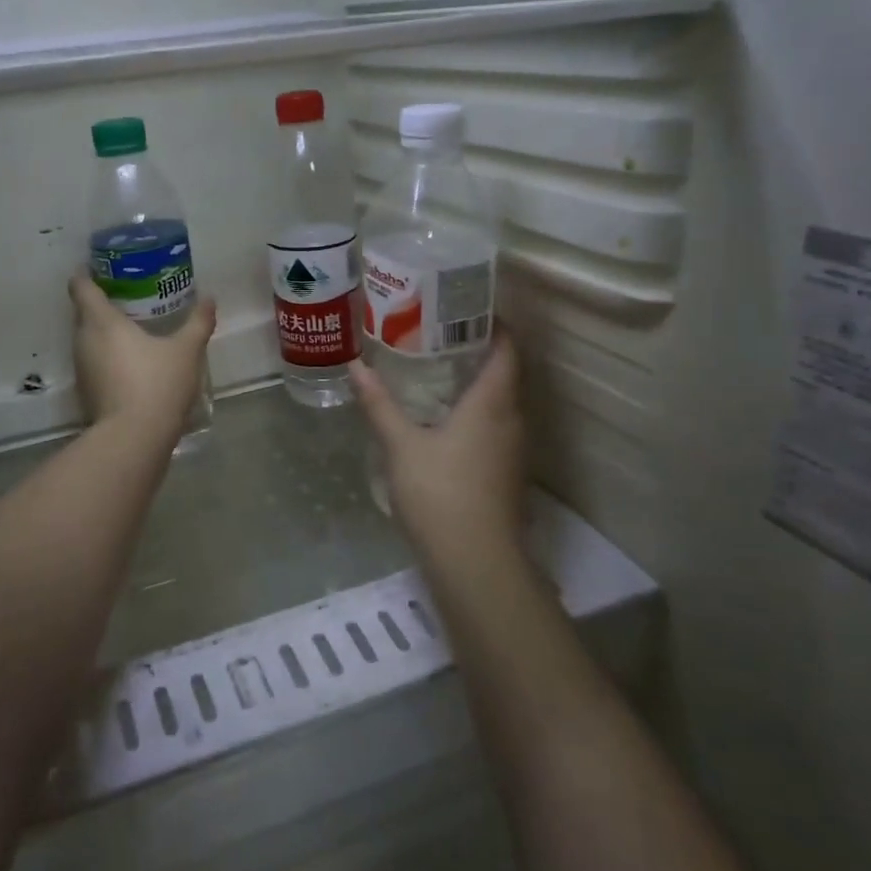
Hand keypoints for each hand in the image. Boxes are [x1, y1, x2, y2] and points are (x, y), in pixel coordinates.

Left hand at [68, 273, 216, 439]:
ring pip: (87, 339)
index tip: (101, 268)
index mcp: (101, 321)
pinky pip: (94, 362)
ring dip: (103, 332)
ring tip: (131, 327)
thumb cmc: (157, 383)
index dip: (87, 274)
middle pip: (83, 312)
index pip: (81, 287)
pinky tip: (130, 361)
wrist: (134, 438)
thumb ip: (198, 322)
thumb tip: (209, 299)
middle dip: (100, 302)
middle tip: (128, 296)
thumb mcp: (186, 350)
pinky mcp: (86, 392)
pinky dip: (107, 356)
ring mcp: (82, 369)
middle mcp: (83, 340)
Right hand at [350, 333, 527, 559]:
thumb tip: (356, 366)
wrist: (475, 561)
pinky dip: (477, 414)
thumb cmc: (439, 492)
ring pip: (501, 404)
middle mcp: (512, 420)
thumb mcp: (401, 444)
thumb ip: (379, 404)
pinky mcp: (507, 474)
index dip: (495, 325)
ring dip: (478, 385)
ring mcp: (513, 450)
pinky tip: (446, 421)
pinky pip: (496, 428)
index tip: (467, 309)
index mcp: (492, 402)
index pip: (507, 349)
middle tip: (440, 335)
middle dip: (479, 352)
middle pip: (505, 374)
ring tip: (439, 372)